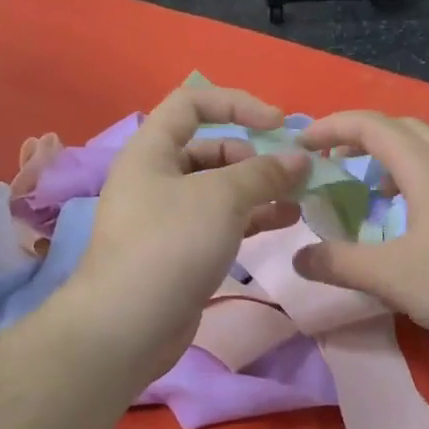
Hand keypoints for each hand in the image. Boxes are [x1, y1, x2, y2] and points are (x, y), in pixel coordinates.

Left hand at [68, 86, 307, 381]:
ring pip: (220, 190)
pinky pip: (221, 222)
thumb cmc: (170, 245)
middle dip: (255, 157)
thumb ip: (264, 173)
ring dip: (260, 190)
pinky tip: (285, 223)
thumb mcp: (221, 198)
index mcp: (151, 150)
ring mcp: (168, 218)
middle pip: (211, 149)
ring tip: (300, 200)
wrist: (128, 325)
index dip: (237, 104)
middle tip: (292, 175)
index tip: (277, 124)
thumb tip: (299, 159)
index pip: (192, 103)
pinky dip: (252, 218)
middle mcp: (156, 178)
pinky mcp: (181, 251)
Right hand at [292, 111, 428, 354]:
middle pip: (404, 128)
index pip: (371, 125)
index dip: (332, 126)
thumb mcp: (389, 276)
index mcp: (425, 167)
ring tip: (380, 187)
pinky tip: (422, 215)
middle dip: (363, 137)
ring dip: (398, 155)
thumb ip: (339, 263)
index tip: (303, 142)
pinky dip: (425, 176)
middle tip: (336, 161)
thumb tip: (299, 258)